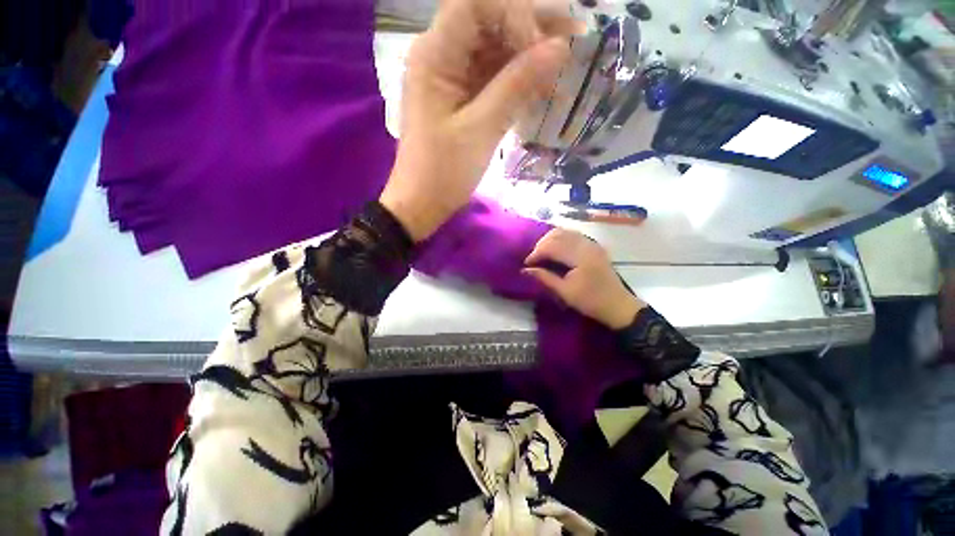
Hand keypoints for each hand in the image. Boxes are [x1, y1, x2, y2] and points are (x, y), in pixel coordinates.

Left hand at [379, 0, 579, 240]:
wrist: (422, 204)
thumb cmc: (443, 172)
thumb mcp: (480, 129)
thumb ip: (517, 85)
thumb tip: (558, 48)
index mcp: (434, 56)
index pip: (475, 6)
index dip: (513, 14)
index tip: (540, 45)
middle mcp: (441, 57)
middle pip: (488, 24)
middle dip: (530, 29)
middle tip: (573, 37)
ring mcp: (451, 80)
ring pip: (493, 52)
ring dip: (528, 56)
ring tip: (565, 63)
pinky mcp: (461, 101)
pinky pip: (491, 79)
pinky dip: (516, 81)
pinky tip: (542, 85)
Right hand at [523, 228, 645, 328]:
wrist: (617, 305)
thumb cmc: (590, 301)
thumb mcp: (564, 292)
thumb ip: (544, 277)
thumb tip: (525, 270)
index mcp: (579, 257)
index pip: (551, 246)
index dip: (536, 253)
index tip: (527, 264)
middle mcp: (586, 245)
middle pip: (557, 234)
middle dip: (541, 245)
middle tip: (534, 258)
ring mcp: (591, 243)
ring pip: (565, 232)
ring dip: (550, 240)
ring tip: (542, 253)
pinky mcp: (594, 246)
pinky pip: (573, 235)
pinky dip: (561, 238)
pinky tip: (555, 249)